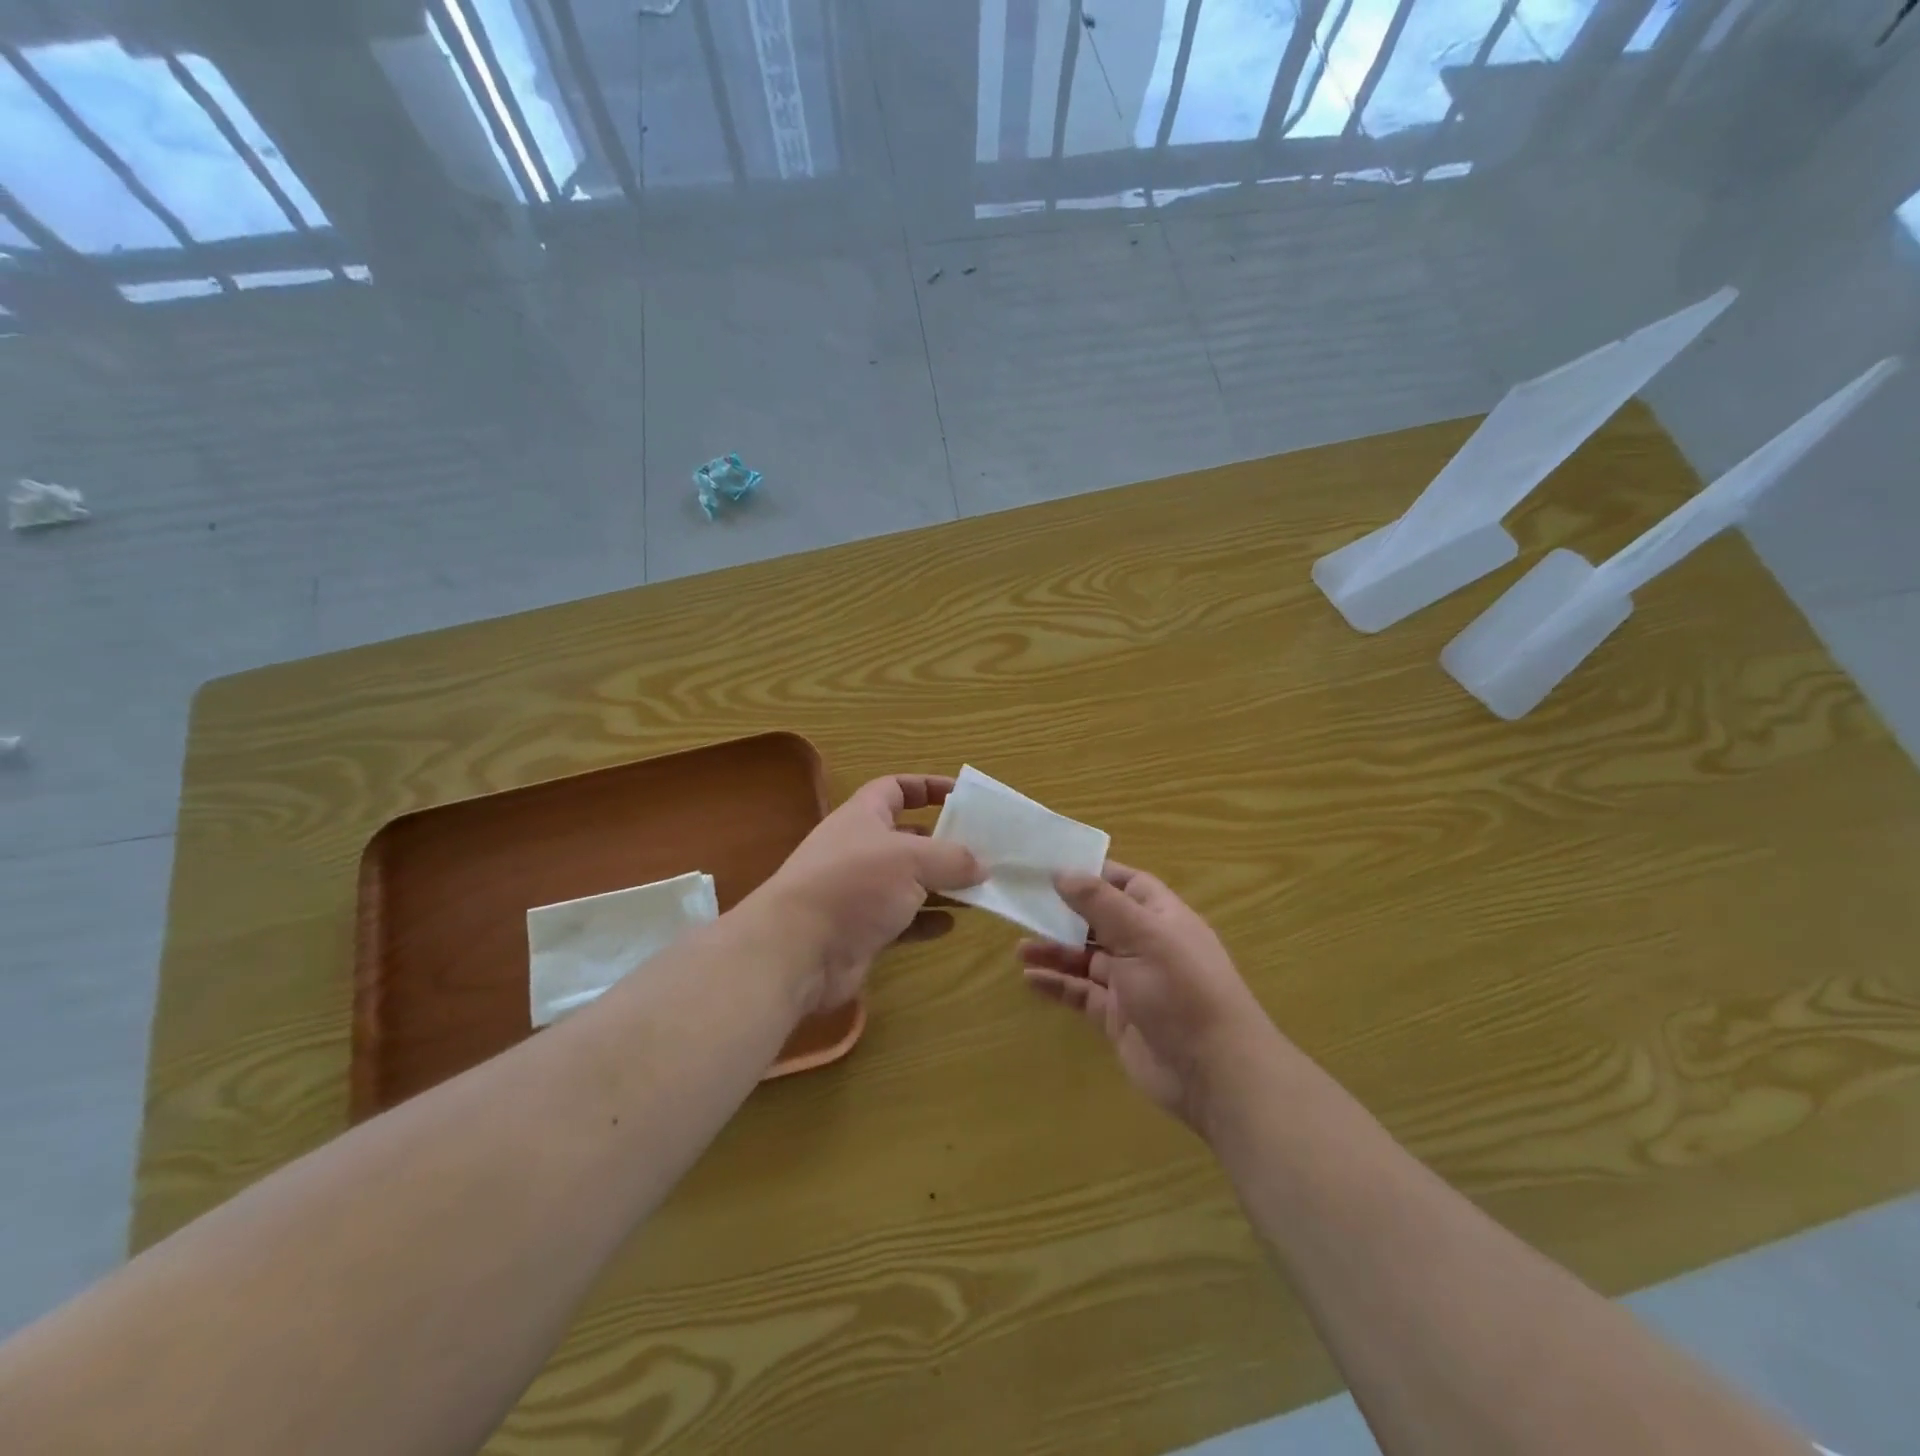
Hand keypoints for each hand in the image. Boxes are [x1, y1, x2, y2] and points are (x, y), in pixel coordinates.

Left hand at [752, 774, 982, 1014]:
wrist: (798, 950)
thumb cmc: (854, 885)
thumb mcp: (911, 860)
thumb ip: (952, 858)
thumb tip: (982, 865)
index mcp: (863, 817)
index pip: (895, 788)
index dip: (927, 787)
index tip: (961, 796)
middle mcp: (860, 849)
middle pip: (907, 837)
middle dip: (943, 843)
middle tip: (982, 851)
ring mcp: (859, 892)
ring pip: (908, 882)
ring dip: (941, 885)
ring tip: (979, 890)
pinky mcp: (861, 930)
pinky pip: (902, 920)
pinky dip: (926, 920)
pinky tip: (951, 924)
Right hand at [1019, 863, 1279, 1131]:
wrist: (1213, 1072)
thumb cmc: (1182, 990)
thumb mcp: (1143, 936)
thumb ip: (1101, 903)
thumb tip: (1063, 871)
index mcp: (1161, 917)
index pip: (1126, 884)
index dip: (1093, 874)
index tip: (1052, 866)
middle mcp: (1145, 945)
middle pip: (1099, 920)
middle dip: (1064, 913)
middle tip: (1024, 905)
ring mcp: (1130, 983)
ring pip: (1085, 957)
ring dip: (1054, 950)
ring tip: (1020, 948)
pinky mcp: (1116, 1016)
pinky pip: (1081, 993)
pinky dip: (1057, 984)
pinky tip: (1030, 979)